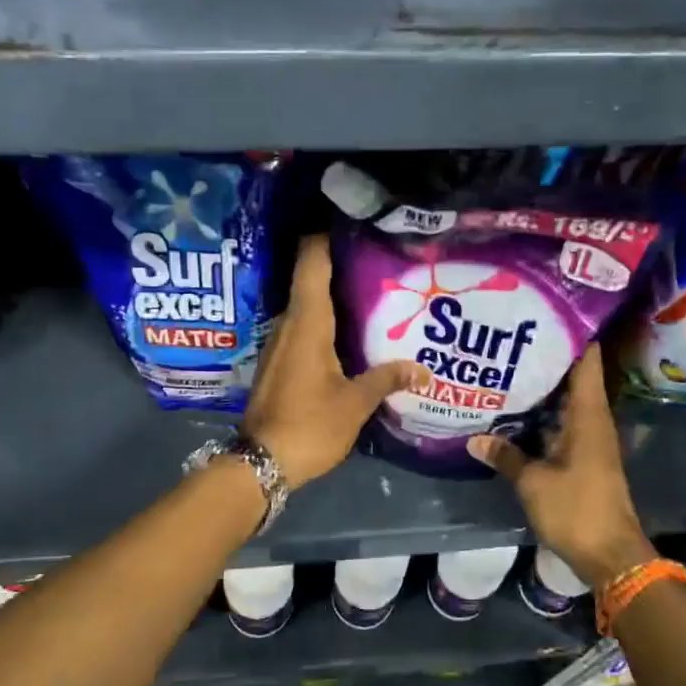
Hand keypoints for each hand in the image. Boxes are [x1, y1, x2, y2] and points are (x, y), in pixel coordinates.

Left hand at [241, 234, 428, 488]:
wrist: (261, 463)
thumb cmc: (310, 425)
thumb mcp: (355, 403)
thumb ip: (387, 379)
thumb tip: (423, 369)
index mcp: (307, 323)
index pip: (311, 263)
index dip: (325, 236)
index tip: (351, 222)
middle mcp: (288, 325)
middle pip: (310, 281)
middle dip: (340, 267)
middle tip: (379, 260)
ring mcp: (278, 344)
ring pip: (307, 308)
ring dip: (333, 298)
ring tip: (372, 293)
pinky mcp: (277, 363)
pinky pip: (302, 330)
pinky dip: (324, 323)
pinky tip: (349, 335)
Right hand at [466, 344, 654, 590]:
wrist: (610, 554)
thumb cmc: (577, 509)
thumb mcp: (533, 482)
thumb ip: (506, 456)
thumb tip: (474, 438)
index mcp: (588, 415)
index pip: (587, 361)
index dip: (571, 334)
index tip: (544, 314)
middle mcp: (592, 421)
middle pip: (572, 378)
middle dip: (545, 359)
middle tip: (509, 340)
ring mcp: (589, 440)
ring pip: (564, 403)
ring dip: (541, 390)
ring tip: (505, 369)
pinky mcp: (582, 458)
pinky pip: (560, 425)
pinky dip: (541, 417)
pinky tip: (513, 414)